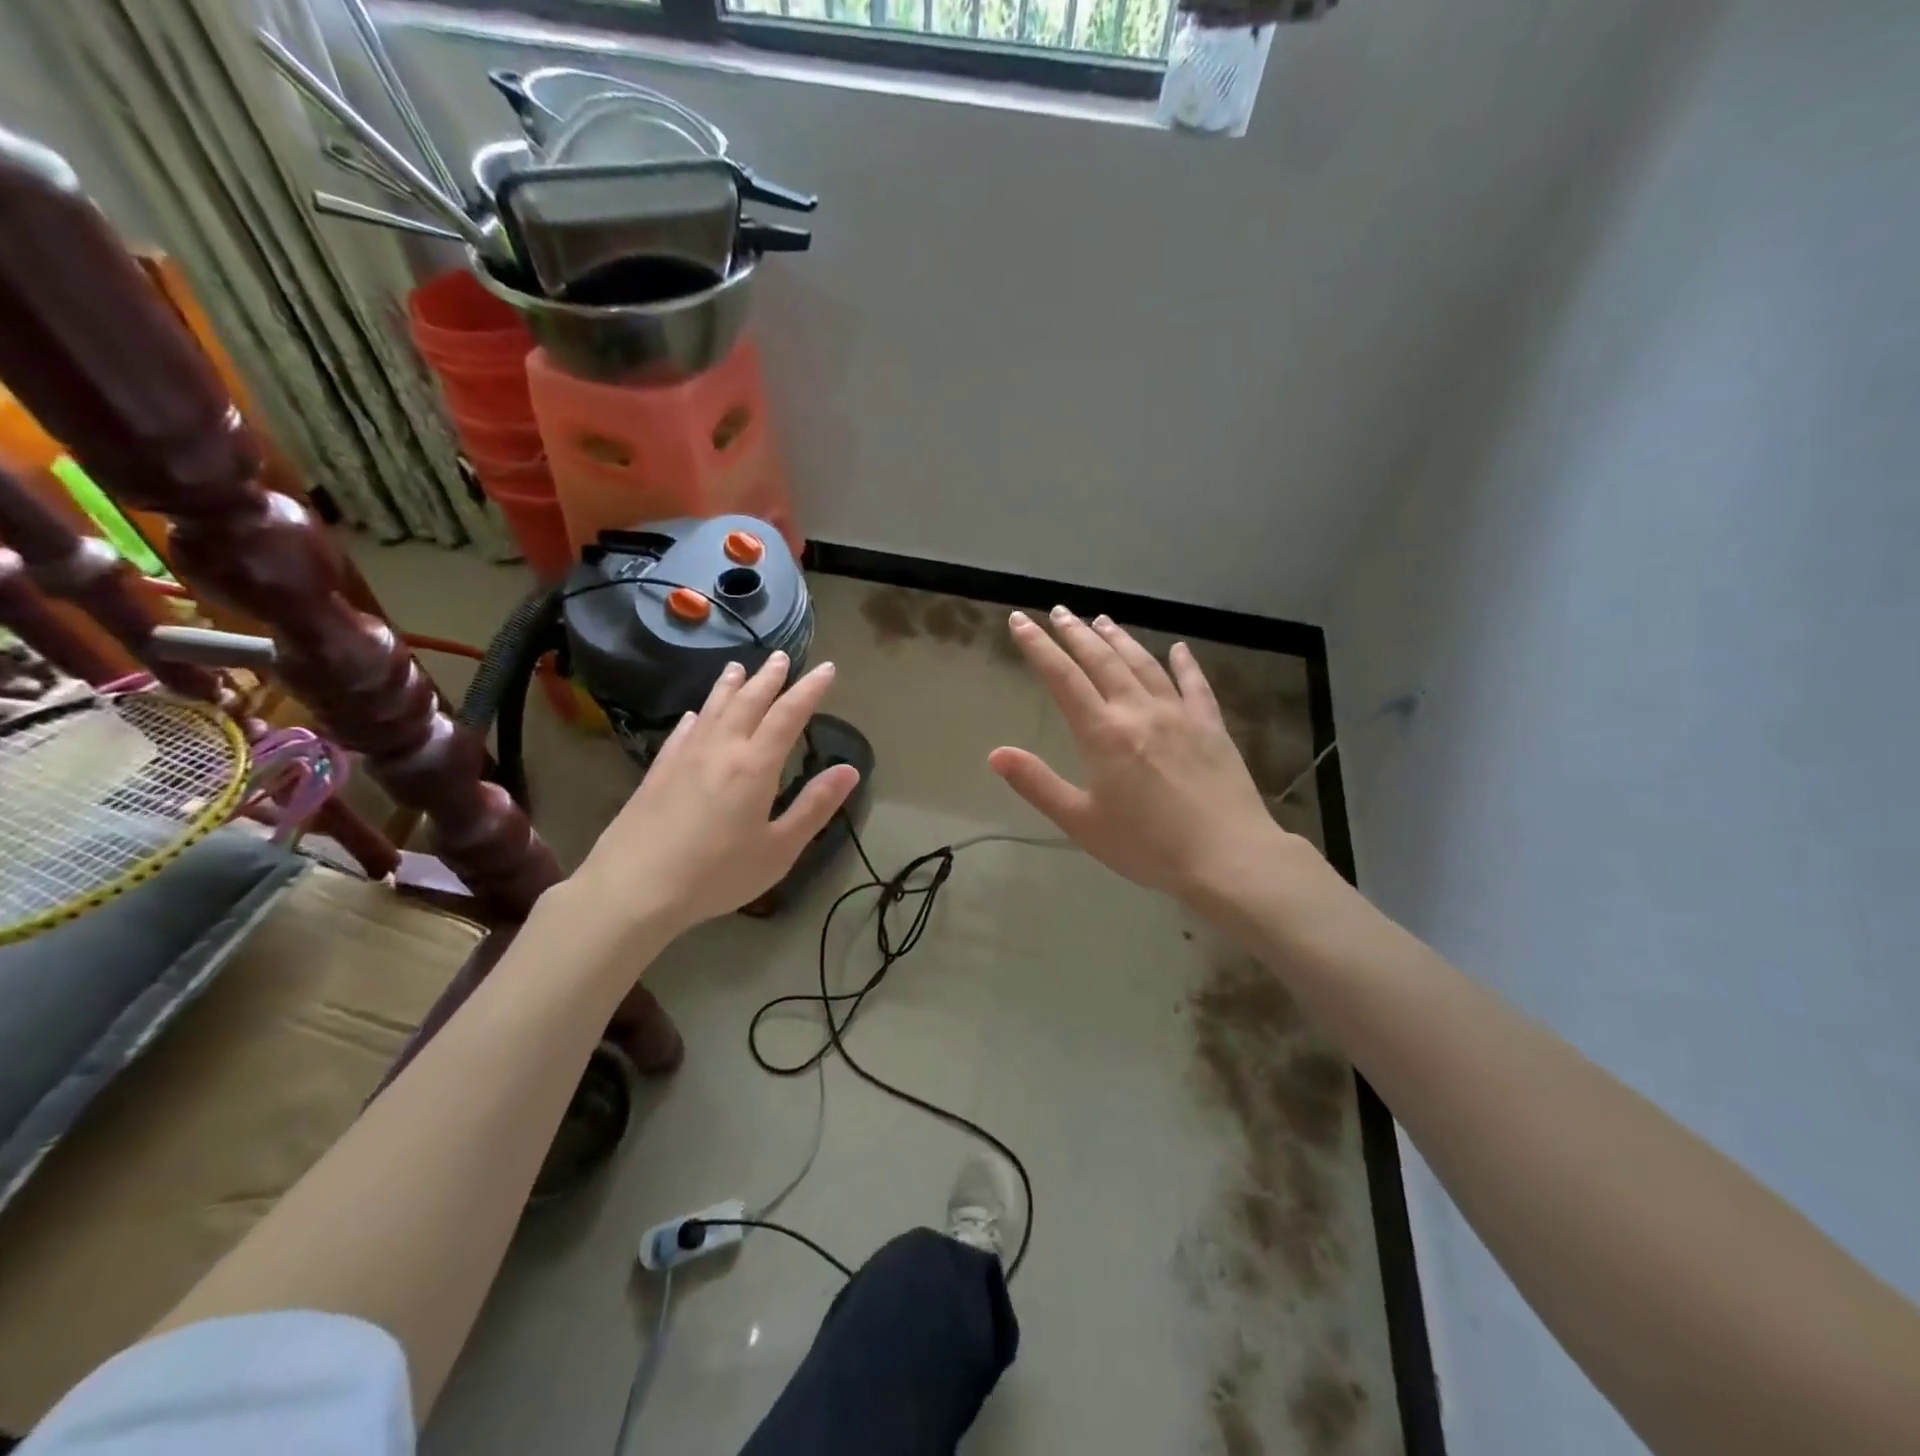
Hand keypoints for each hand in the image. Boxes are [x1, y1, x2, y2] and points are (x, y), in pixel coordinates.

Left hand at [565, 652, 859, 941]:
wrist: (634, 888)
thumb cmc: (717, 874)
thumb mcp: (779, 848)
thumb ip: (815, 806)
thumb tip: (850, 770)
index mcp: (755, 765)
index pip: (789, 715)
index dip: (810, 689)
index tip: (827, 668)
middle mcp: (721, 749)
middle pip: (749, 702)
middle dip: (769, 678)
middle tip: (781, 656)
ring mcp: (684, 757)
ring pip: (712, 710)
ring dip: (729, 686)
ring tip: (739, 667)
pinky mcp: (658, 772)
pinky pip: (681, 733)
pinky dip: (694, 718)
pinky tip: (693, 715)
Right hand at [989, 608, 1305, 906]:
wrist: (1227, 856)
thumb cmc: (1146, 845)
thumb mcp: (1081, 822)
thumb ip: (1037, 784)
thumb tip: (995, 753)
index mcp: (1103, 732)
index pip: (1062, 678)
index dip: (1038, 647)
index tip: (1020, 620)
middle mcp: (1138, 710)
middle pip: (1102, 660)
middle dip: (1075, 633)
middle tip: (1058, 611)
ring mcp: (1179, 714)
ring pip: (1143, 664)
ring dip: (1120, 639)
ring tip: (1101, 619)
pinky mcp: (1211, 726)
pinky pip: (1195, 684)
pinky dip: (1185, 663)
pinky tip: (1179, 648)